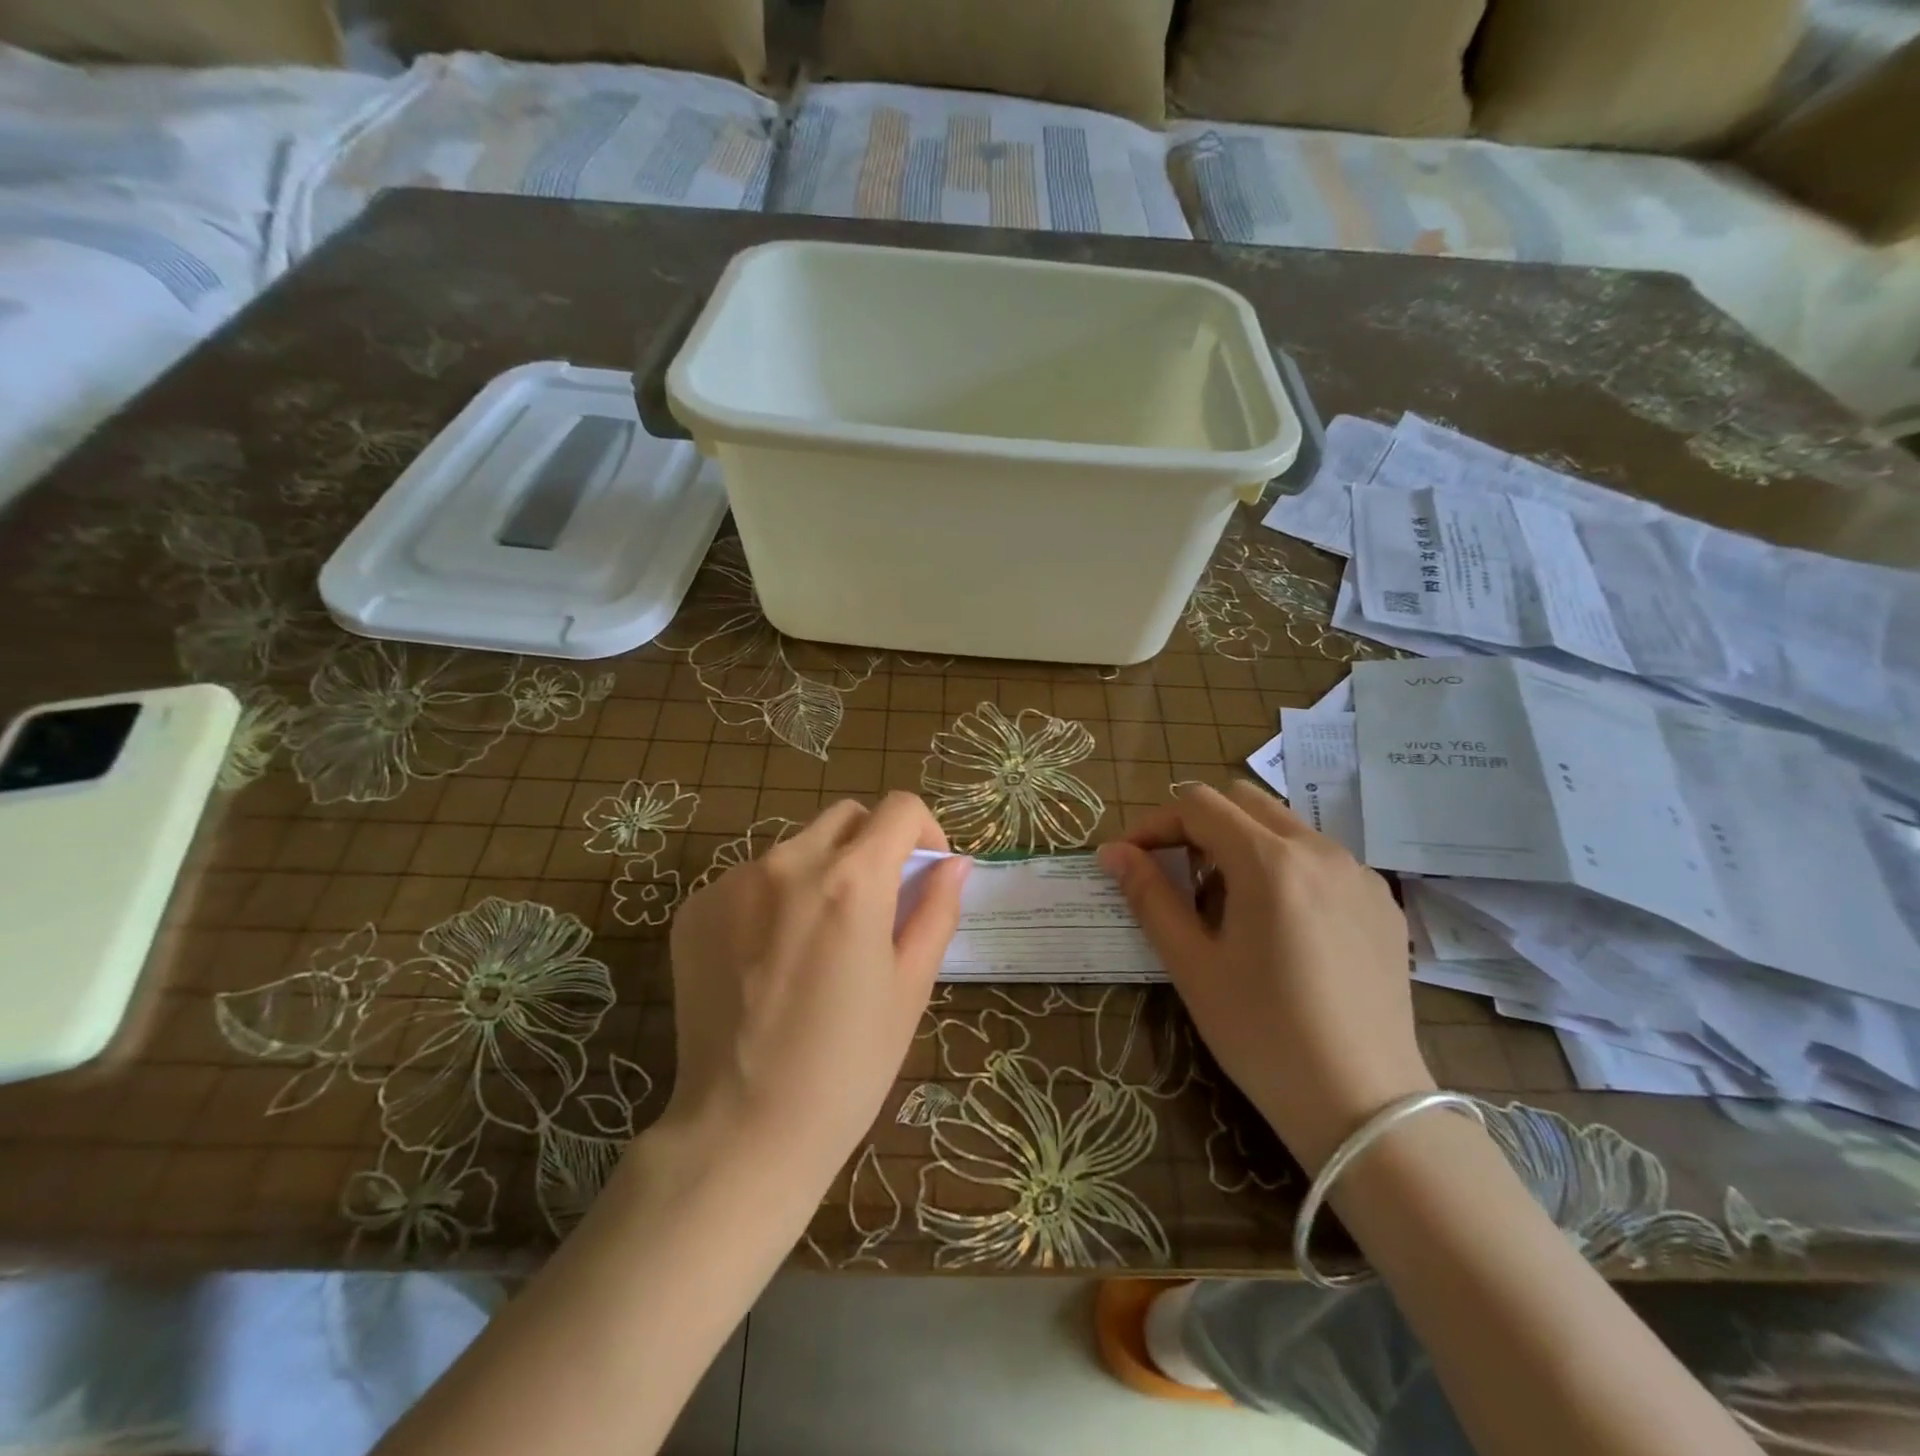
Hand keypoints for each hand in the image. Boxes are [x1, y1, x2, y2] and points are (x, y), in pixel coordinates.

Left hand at [661, 793, 969, 1194]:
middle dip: (874, 844)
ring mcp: (732, 882)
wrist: (742, 1131)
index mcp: (852, 881)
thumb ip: (936, 911)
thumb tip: (953, 864)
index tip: (924, 873)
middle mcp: (789, 863)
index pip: (900, 808)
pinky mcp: (695, 908)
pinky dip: (773, 899)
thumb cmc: (847, 1067)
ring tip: (818, 940)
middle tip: (877, 904)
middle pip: (846, 818)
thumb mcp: (909, 988)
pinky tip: (770, 960)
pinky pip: (749, 879)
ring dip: (821, 872)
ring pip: (796, 847)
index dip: (925, 831)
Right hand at [1099, 782, 1432, 1171]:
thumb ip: (1149, 896)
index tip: (1132, 859)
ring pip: (1284, 826)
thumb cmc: (1263, 1034)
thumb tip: (1112, 852)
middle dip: (1199, 826)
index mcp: (1270, 860)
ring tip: (1228, 906)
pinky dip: (1285, 868)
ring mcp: (1359, 874)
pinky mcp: (1382, 903)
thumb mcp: (1192, 965)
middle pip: (1243, 802)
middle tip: (1178, 877)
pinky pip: (1321, 859)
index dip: (1155, 824)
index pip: (1198, 806)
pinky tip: (1281, 927)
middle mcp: (1320, 850)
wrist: (1364, 1105)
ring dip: (1242, 844)